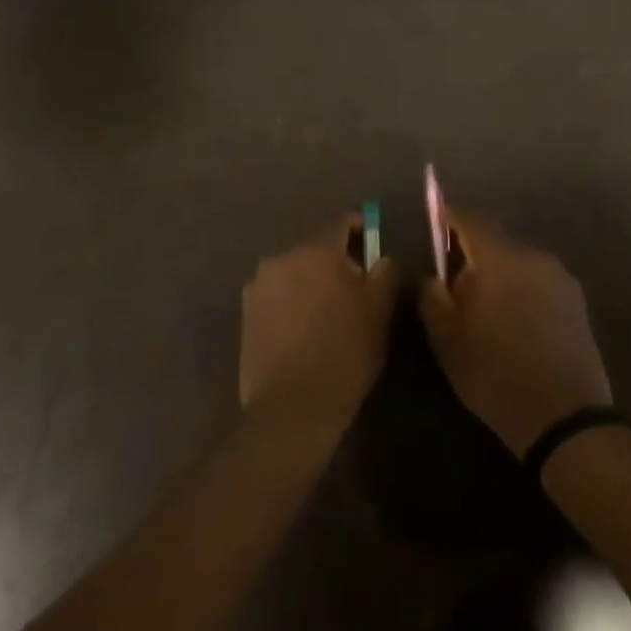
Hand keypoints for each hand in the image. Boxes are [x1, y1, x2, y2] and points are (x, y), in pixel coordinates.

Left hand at [240, 217, 398, 438]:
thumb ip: (384, 273)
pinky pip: (276, 295)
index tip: (371, 248)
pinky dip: (290, 302)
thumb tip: (380, 258)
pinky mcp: (245, 312)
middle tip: (353, 289)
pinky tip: (302, 330)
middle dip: (334, 261)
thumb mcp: (380, 312)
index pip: (341, 223)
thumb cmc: (345, 353)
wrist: (292, 406)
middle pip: (315, 248)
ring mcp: (258, 284)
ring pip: (293, 272)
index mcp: (317, 250)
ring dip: (310, 282)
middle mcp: (282, 257)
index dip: (360, 231)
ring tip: (325, 313)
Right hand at [420, 212, 612, 455]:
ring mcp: (560, 278)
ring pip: (518, 264)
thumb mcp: (446, 341)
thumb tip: (433, 276)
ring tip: (486, 311)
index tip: (434, 225)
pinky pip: (538, 282)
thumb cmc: (495, 376)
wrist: (566, 419)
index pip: (470, 220)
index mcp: (499, 260)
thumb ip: (432, 298)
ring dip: (499, 276)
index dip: (449, 219)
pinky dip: (521, 291)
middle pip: (495, 242)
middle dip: (473, 256)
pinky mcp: (577, 301)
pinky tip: (515, 324)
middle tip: (455, 286)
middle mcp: (533, 257)